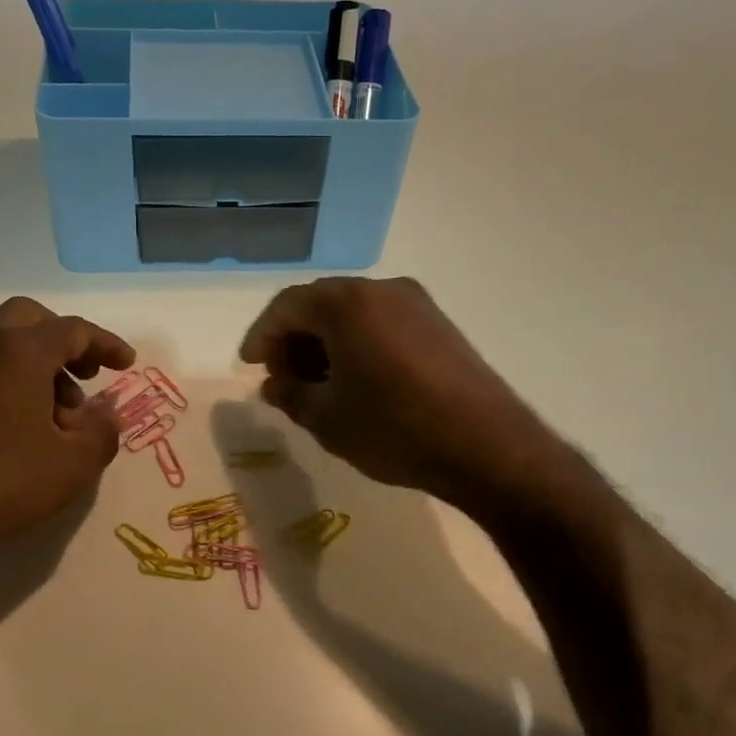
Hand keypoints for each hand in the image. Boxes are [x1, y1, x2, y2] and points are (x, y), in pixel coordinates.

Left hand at [0, 298, 134, 566]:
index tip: (127, 364)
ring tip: (60, 416)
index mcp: (19, 351)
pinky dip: (13, 379)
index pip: (73, 330)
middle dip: (66, 341)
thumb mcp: (73, 465)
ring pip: (5, 343)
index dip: (107, 344)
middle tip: (87, 374)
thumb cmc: (1, 481)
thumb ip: (103, 432)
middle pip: (31, 319)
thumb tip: (107, 414)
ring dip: (40, 364)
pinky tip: (24, 427)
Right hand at [238, 277, 553, 512]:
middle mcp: (381, 290)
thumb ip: (290, 394)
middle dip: (294, 339)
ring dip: (326, 342)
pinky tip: (355, 380)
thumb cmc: (393, 428)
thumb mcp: (327, 418)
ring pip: (353, 313)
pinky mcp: (439, 324)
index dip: (262, 336)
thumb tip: (275, 384)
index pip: (287, 306)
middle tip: (282, 377)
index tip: (250, 365)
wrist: (486, 446)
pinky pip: (381, 323)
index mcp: (346, 303)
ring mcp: (416, 304)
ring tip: (317, 384)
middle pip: (320, 304)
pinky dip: (357, 343)